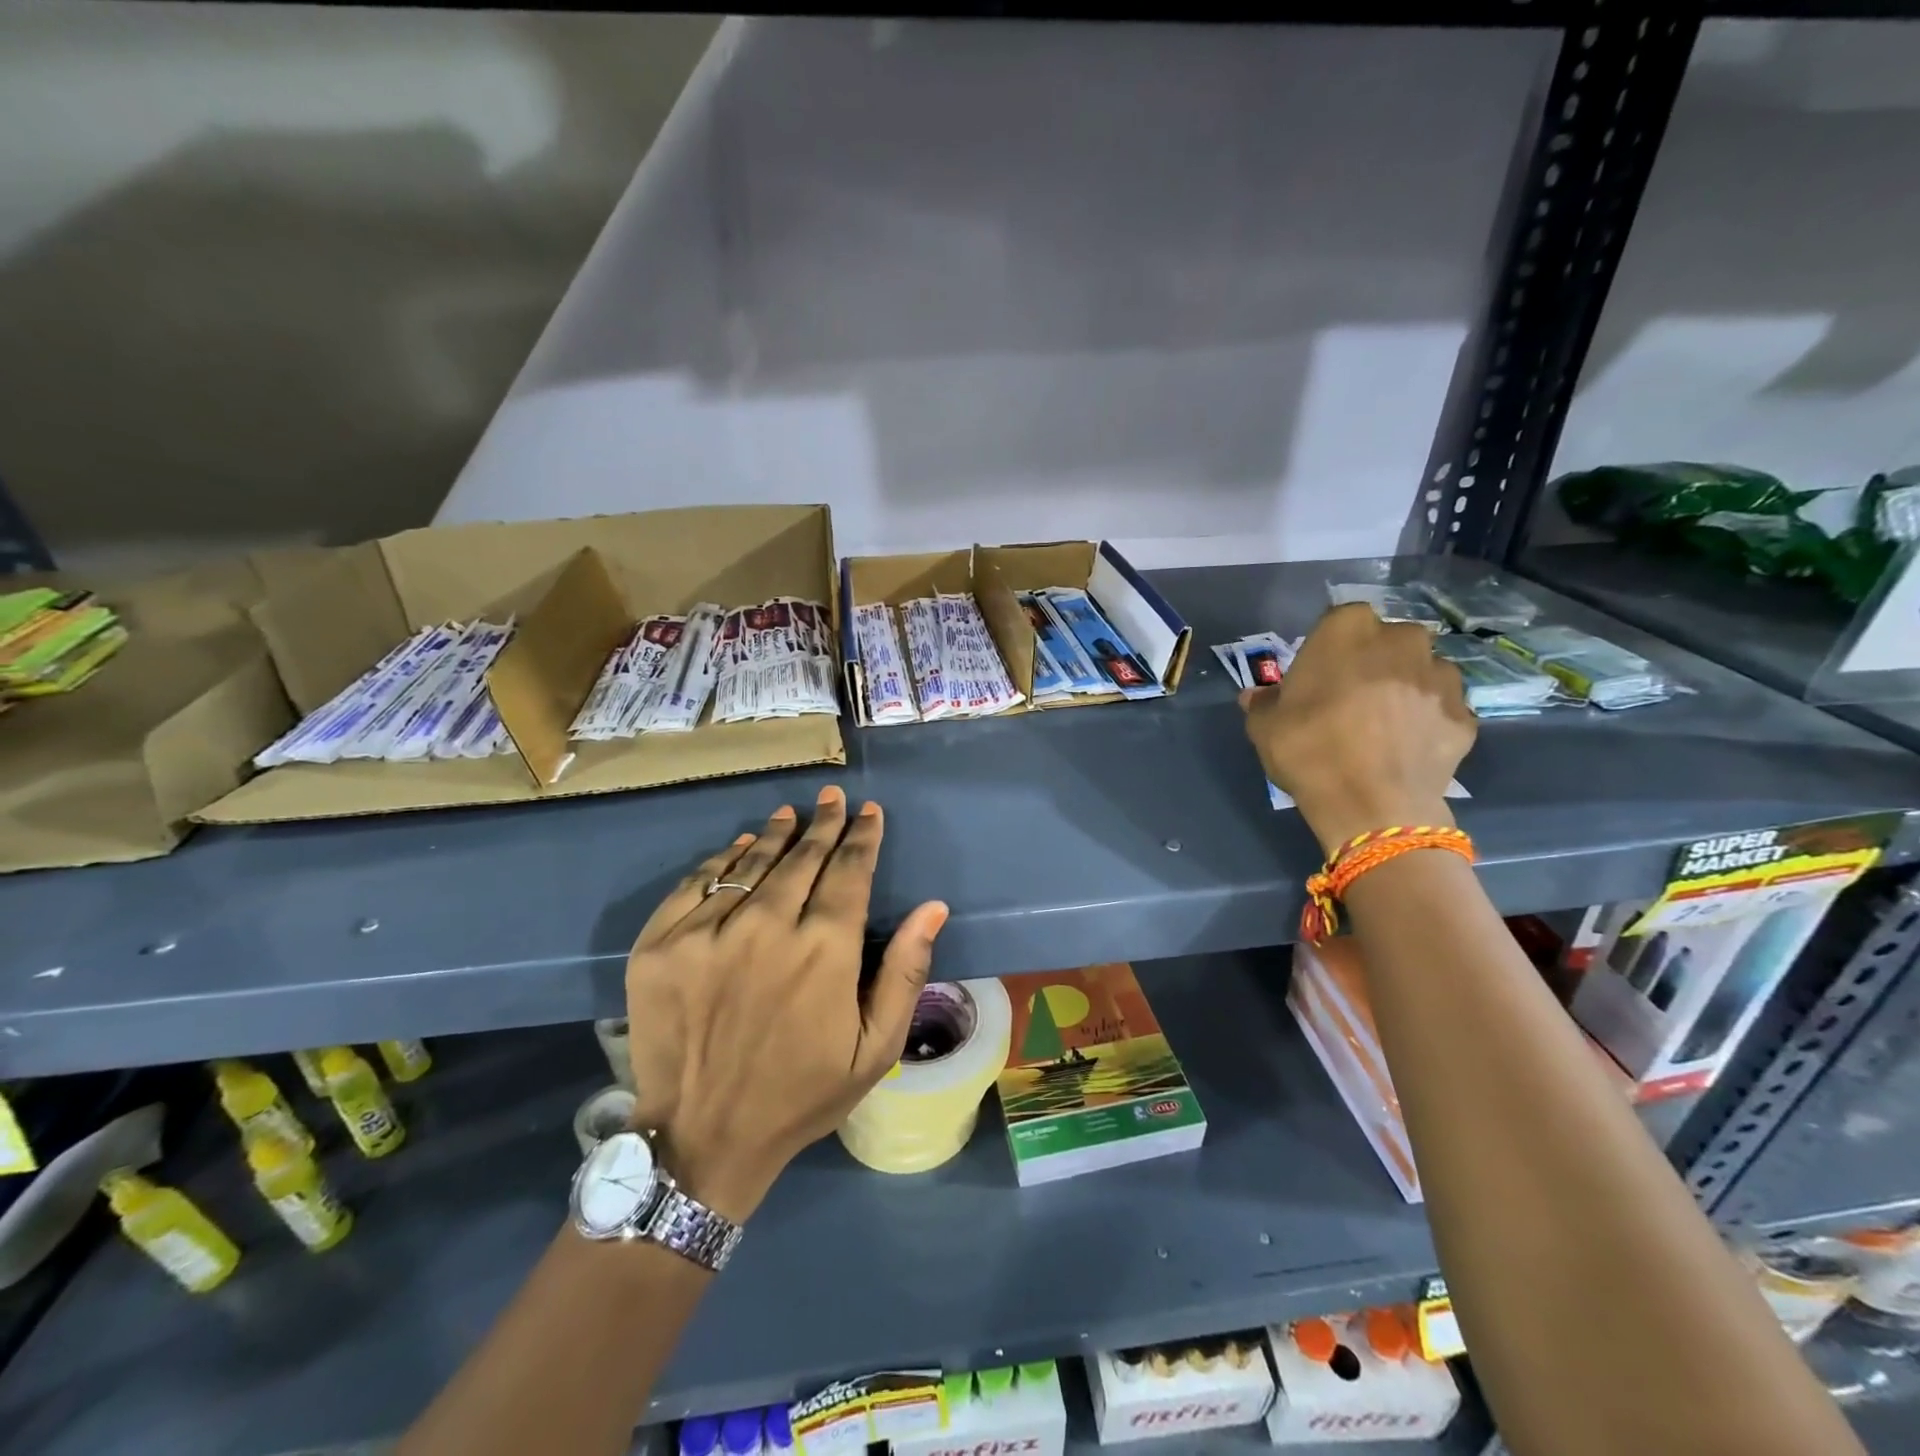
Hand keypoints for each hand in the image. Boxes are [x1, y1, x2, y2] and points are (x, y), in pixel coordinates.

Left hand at [623, 786, 948, 1223]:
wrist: (702, 1140)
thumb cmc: (801, 1095)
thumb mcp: (875, 1048)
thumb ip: (906, 972)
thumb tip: (933, 906)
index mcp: (824, 951)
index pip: (849, 871)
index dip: (862, 837)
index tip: (869, 812)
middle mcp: (766, 927)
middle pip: (802, 857)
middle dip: (824, 824)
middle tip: (832, 798)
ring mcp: (706, 933)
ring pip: (750, 862)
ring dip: (776, 833)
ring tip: (790, 813)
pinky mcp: (660, 945)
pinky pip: (696, 883)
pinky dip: (721, 859)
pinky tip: (738, 847)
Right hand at [1241, 603, 1475, 854]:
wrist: (1372, 804)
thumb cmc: (1309, 750)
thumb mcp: (1264, 726)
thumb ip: (1264, 703)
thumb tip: (1258, 696)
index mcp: (1348, 629)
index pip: (1338, 622)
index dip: (1328, 649)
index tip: (1318, 676)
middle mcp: (1402, 639)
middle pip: (1386, 642)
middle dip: (1373, 662)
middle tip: (1351, 698)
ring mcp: (1441, 675)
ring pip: (1419, 671)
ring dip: (1405, 688)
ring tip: (1384, 726)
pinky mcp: (1465, 713)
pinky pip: (1440, 709)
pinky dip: (1427, 721)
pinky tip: (1407, 747)